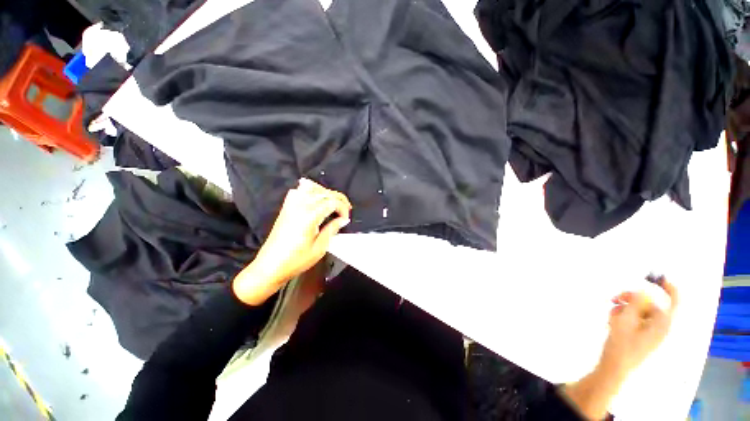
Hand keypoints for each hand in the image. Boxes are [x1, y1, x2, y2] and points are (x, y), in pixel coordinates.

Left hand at [233, 179, 351, 304]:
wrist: (270, 266)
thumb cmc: (296, 260)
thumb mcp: (320, 248)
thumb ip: (332, 229)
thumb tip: (343, 220)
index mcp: (310, 216)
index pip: (332, 202)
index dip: (343, 208)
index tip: (346, 219)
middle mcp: (300, 206)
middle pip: (324, 192)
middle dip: (339, 199)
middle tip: (346, 210)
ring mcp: (291, 205)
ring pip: (312, 188)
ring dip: (326, 193)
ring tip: (333, 203)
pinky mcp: (286, 207)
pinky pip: (299, 191)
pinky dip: (309, 190)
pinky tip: (315, 197)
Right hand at [600, 279, 677, 378]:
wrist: (615, 367)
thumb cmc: (622, 345)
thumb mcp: (626, 321)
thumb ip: (636, 304)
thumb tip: (645, 290)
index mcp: (662, 323)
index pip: (673, 301)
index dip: (669, 287)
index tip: (659, 277)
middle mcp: (659, 326)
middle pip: (650, 303)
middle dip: (631, 298)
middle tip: (615, 298)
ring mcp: (650, 332)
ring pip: (639, 311)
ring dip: (624, 308)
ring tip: (611, 315)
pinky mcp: (641, 335)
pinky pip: (634, 319)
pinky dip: (623, 316)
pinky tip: (612, 321)